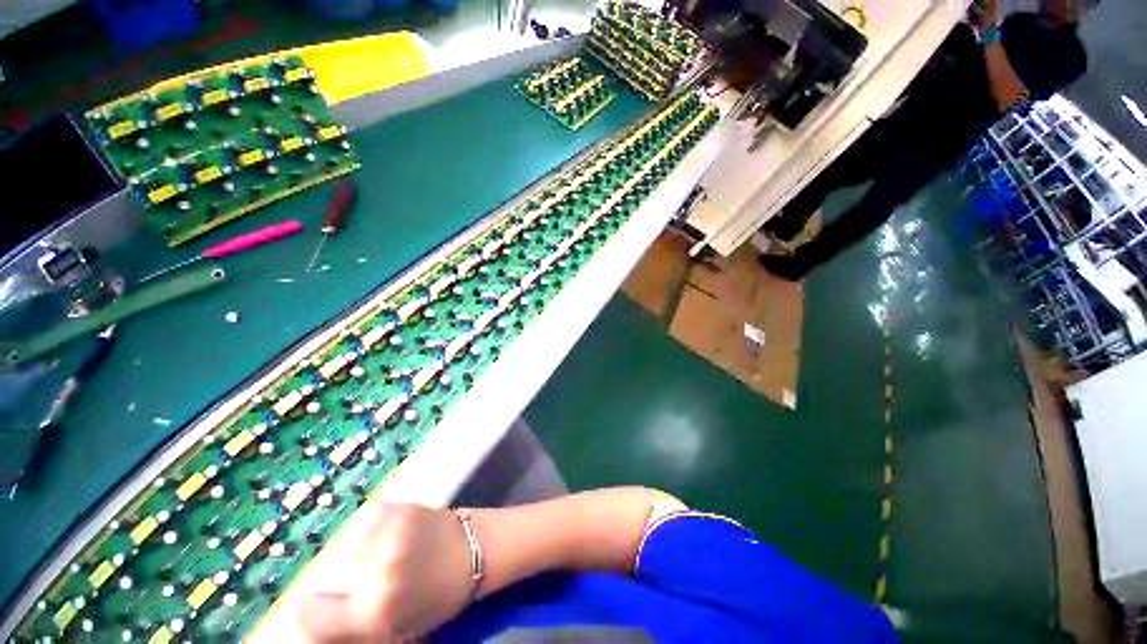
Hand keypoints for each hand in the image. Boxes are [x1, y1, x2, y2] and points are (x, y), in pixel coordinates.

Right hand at [297, 503, 474, 641]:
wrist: (475, 549)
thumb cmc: (438, 598)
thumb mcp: (391, 628)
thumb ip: (348, 627)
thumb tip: (313, 619)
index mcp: (371, 611)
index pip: (308, 613)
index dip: (318, 612)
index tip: (328, 609)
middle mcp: (373, 569)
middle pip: (325, 575)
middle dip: (339, 583)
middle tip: (362, 583)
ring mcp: (385, 533)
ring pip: (343, 546)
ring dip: (355, 554)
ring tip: (381, 556)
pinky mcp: (397, 506)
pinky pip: (363, 522)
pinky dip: (370, 531)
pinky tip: (390, 536)